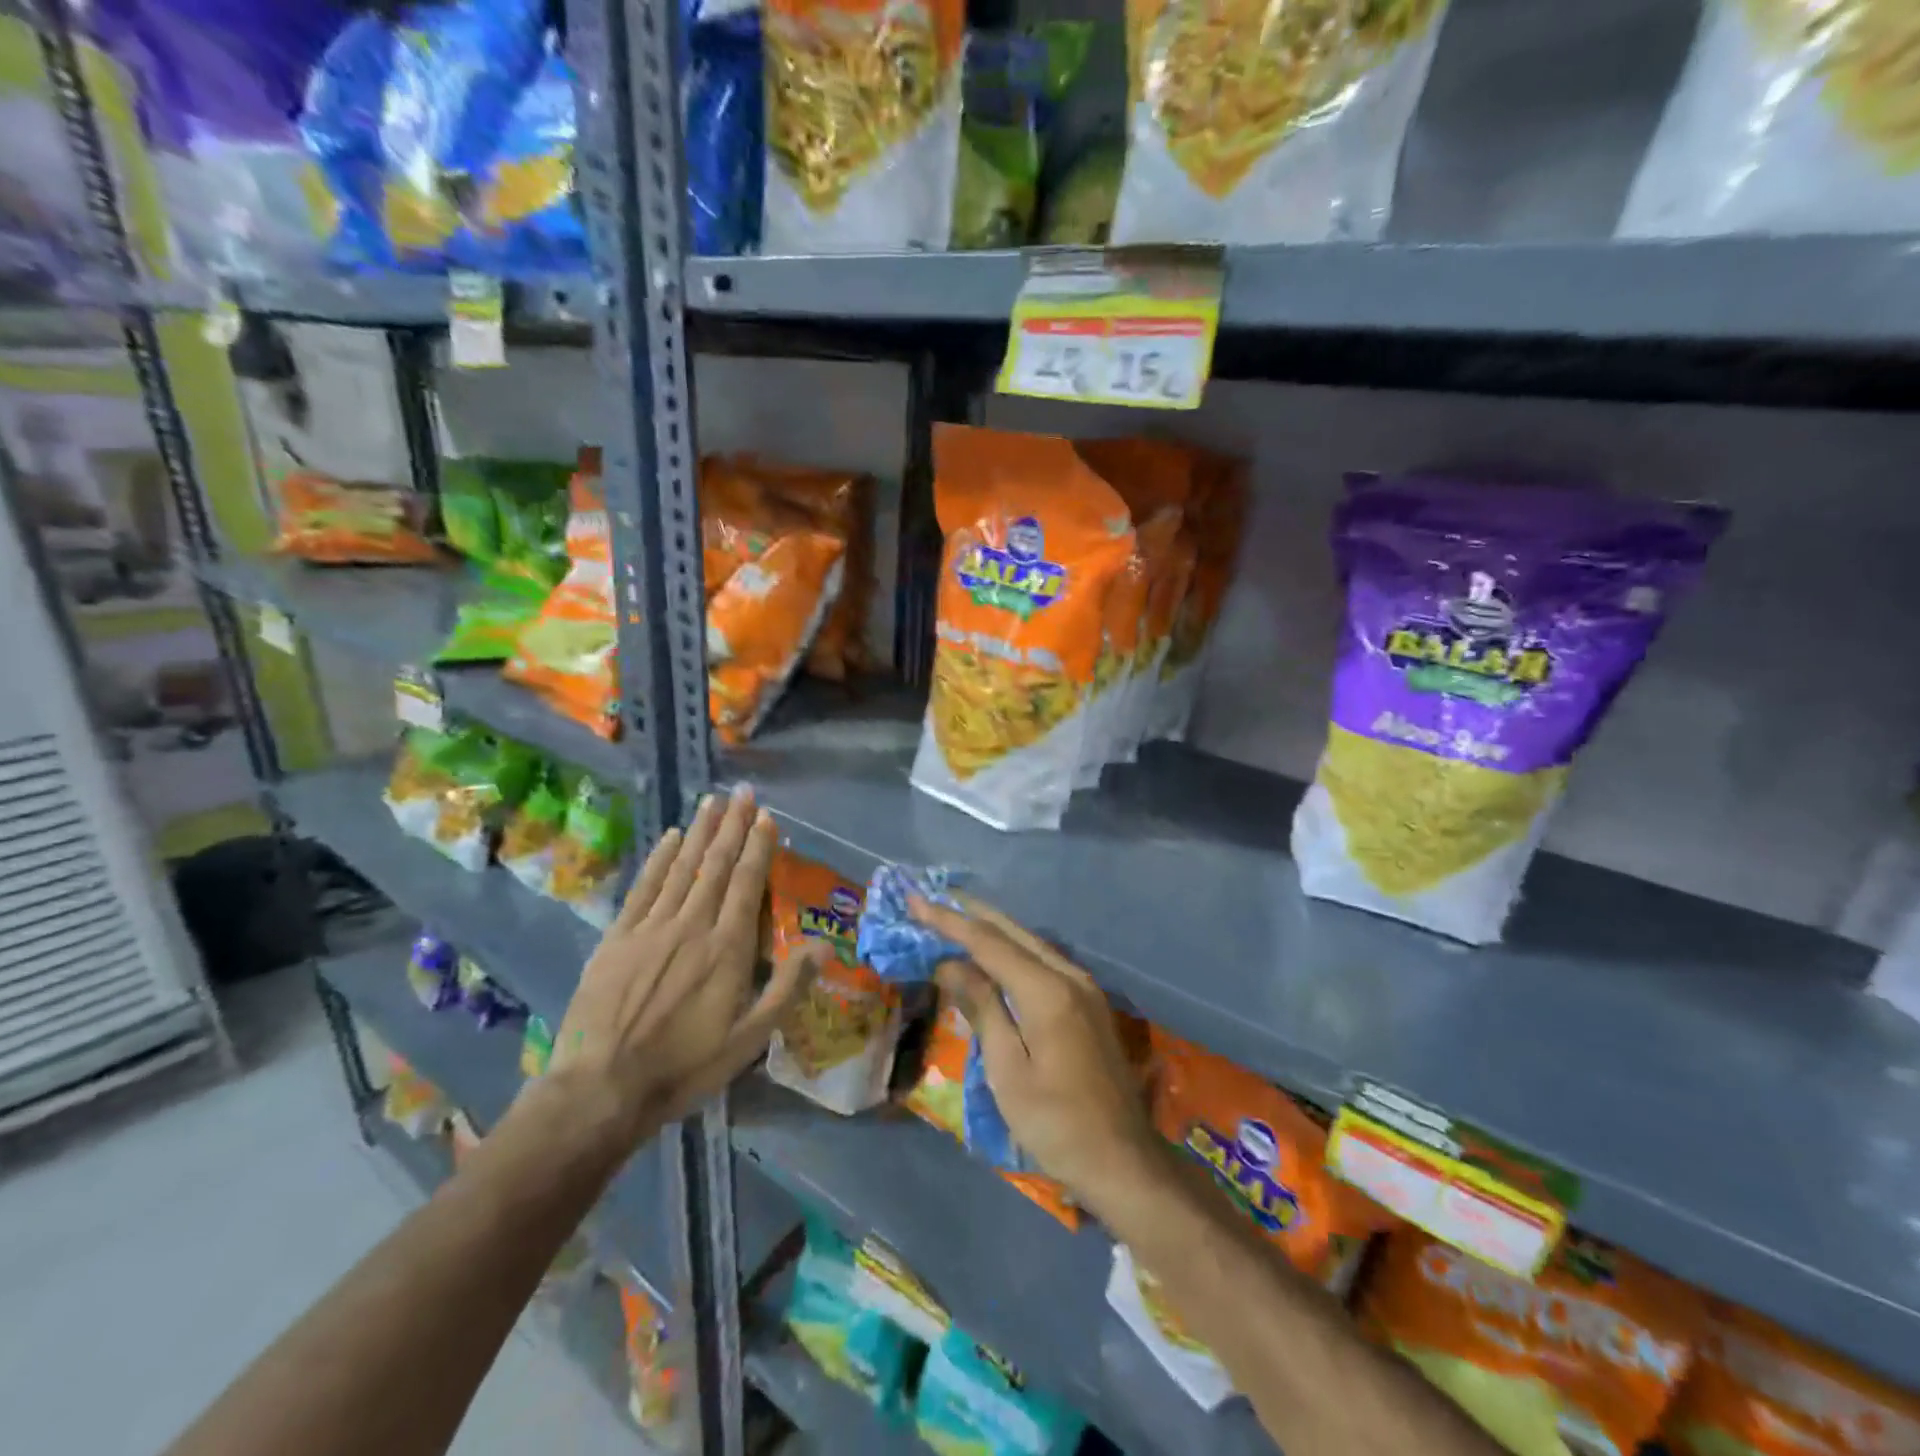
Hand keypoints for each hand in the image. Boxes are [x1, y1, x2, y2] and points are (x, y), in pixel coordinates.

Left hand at [543, 787, 820, 1146]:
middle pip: (716, 865)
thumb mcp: (749, 1039)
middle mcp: (692, 925)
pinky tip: (670, 837)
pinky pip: (644, 888)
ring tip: (712, 802)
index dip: (758, 847)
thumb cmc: (685, 1066)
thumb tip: (825, 947)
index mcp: (727, 948)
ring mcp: (651, 928)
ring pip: (682, 868)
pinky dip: (659, 859)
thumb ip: (787, 987)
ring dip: (700, 832)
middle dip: (732, 826)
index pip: (748, 884)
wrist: (602, 1089)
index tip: (766, 817)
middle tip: (742, 793)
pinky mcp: (618, 938)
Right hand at [909, 894, 1162, 1221]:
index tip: (916, 902)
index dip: (949, 922)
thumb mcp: (1008, 1069)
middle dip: (971, 914)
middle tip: (933, 898)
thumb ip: (983, 1008)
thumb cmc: (1056, 1123)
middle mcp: (1069, 976)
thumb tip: (951, 964)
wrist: (1122, 1160)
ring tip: (958, 915)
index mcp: (1047, 990)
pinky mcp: (1089, 1003)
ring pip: (1031, 942)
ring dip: (993, 928)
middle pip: (1013, 932)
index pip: (988, 943)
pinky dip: (1014, 948)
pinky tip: (997, 951)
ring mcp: (1085, 987)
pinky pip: (1045, 960)